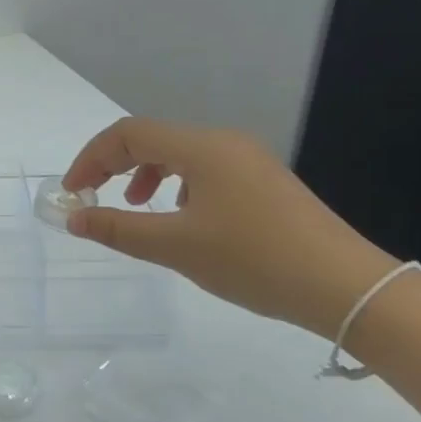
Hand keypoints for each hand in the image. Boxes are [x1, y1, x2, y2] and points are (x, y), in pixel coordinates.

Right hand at [61, 120, 399, 339]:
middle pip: (153, 139)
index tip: (74, 194)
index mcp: (202, 148)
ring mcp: (249, 161)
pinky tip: (182, 219)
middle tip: (93, 199)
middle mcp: (224, 143)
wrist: (346, 287)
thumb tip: (75, 219)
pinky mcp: (264, 183)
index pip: (128, 134)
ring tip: (137, 208)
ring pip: (180, 155)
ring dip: (145, 175)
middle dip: (114, 165)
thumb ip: (119, 229)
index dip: (91, 158)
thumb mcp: (176, 247)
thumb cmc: (253, 260)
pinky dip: (177, 186)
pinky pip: (205, 171)